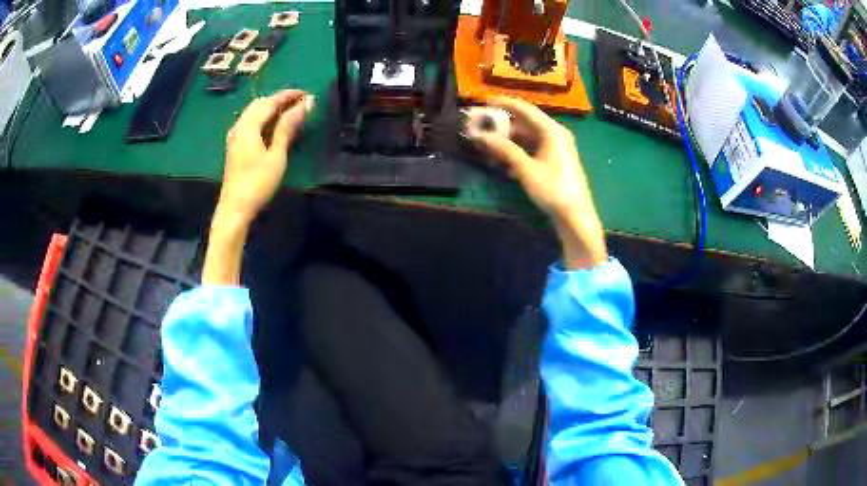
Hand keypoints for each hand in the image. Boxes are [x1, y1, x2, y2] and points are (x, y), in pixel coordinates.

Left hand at [217, 89, 313, 224]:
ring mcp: (235, 137)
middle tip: (299, 103)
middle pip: (259, 104)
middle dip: (279, 100)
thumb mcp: (276, 155)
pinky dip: (263, 119)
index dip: (288, 96)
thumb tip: (303, 105)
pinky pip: (250, 124)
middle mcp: (239, 127)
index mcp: (248, 126)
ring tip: (289, 113)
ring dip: (271, 109)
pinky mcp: (235, 147)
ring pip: (253, 114)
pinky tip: (272, 127)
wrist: (235, 209)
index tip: (306, 94)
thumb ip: (287, 127)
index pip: (270, 102)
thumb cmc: (258, 183)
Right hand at [466, 97, 606, 268]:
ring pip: (527, 137)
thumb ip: (504, 149)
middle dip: (502, 126)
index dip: (504, 103)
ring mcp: (556, 148)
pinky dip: (517, 152)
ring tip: (487, 147)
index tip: (484, 102)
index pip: (525, 109)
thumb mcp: (526, 169)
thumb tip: (481, 135)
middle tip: (481, 128)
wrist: (576, 217)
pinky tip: (503, 162)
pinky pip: (532, 149)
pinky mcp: (554, 160)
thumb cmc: (553, 189)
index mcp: (552, 131)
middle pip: (525, 123)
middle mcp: (555, 134)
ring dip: (507, 141)